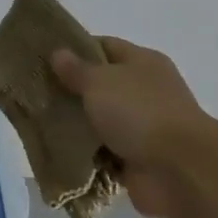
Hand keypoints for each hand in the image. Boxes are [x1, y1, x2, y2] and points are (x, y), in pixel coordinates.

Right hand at [50, 37, 217, 217]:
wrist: (180, 171)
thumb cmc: (140, 112)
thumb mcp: (99, 80)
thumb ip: (76, 68)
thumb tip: (58, 53)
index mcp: (143, 63)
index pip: (104, 46)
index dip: (75, 48)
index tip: (45, 57)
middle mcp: (146, 91)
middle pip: (101, 84)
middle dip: (71, 89)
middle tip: (36, 90)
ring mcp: (143, 126)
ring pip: (100, 119)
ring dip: (76, 123)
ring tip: (40, 120)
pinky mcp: (137, 158)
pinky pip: (103, 150)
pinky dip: (86, 151)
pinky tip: (57, 147)